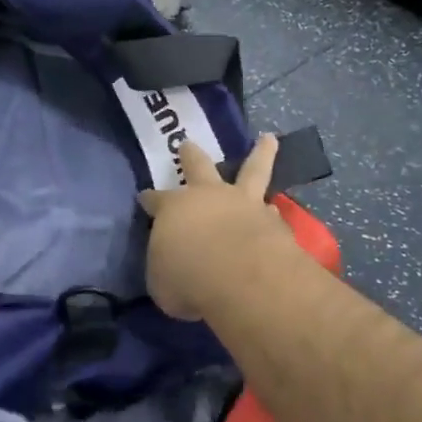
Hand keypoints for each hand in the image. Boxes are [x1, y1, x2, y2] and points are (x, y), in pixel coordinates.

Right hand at [139, 136, 294, 321]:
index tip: (144, 198)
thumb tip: (172, 268)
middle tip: (187, 144)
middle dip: (190, 155)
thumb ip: (166, 269)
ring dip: (260, 154)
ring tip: (268, 139)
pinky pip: (272, 210)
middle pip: (197, 166)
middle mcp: (207, 196)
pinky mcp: (273, 220)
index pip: (155, 200)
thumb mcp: (162, 282)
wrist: (241, 276)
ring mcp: (243, 203)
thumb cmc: (189, 278)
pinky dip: (273, 210)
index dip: (149, 199)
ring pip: (251, 169)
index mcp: (173, 209)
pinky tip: (277, 210)